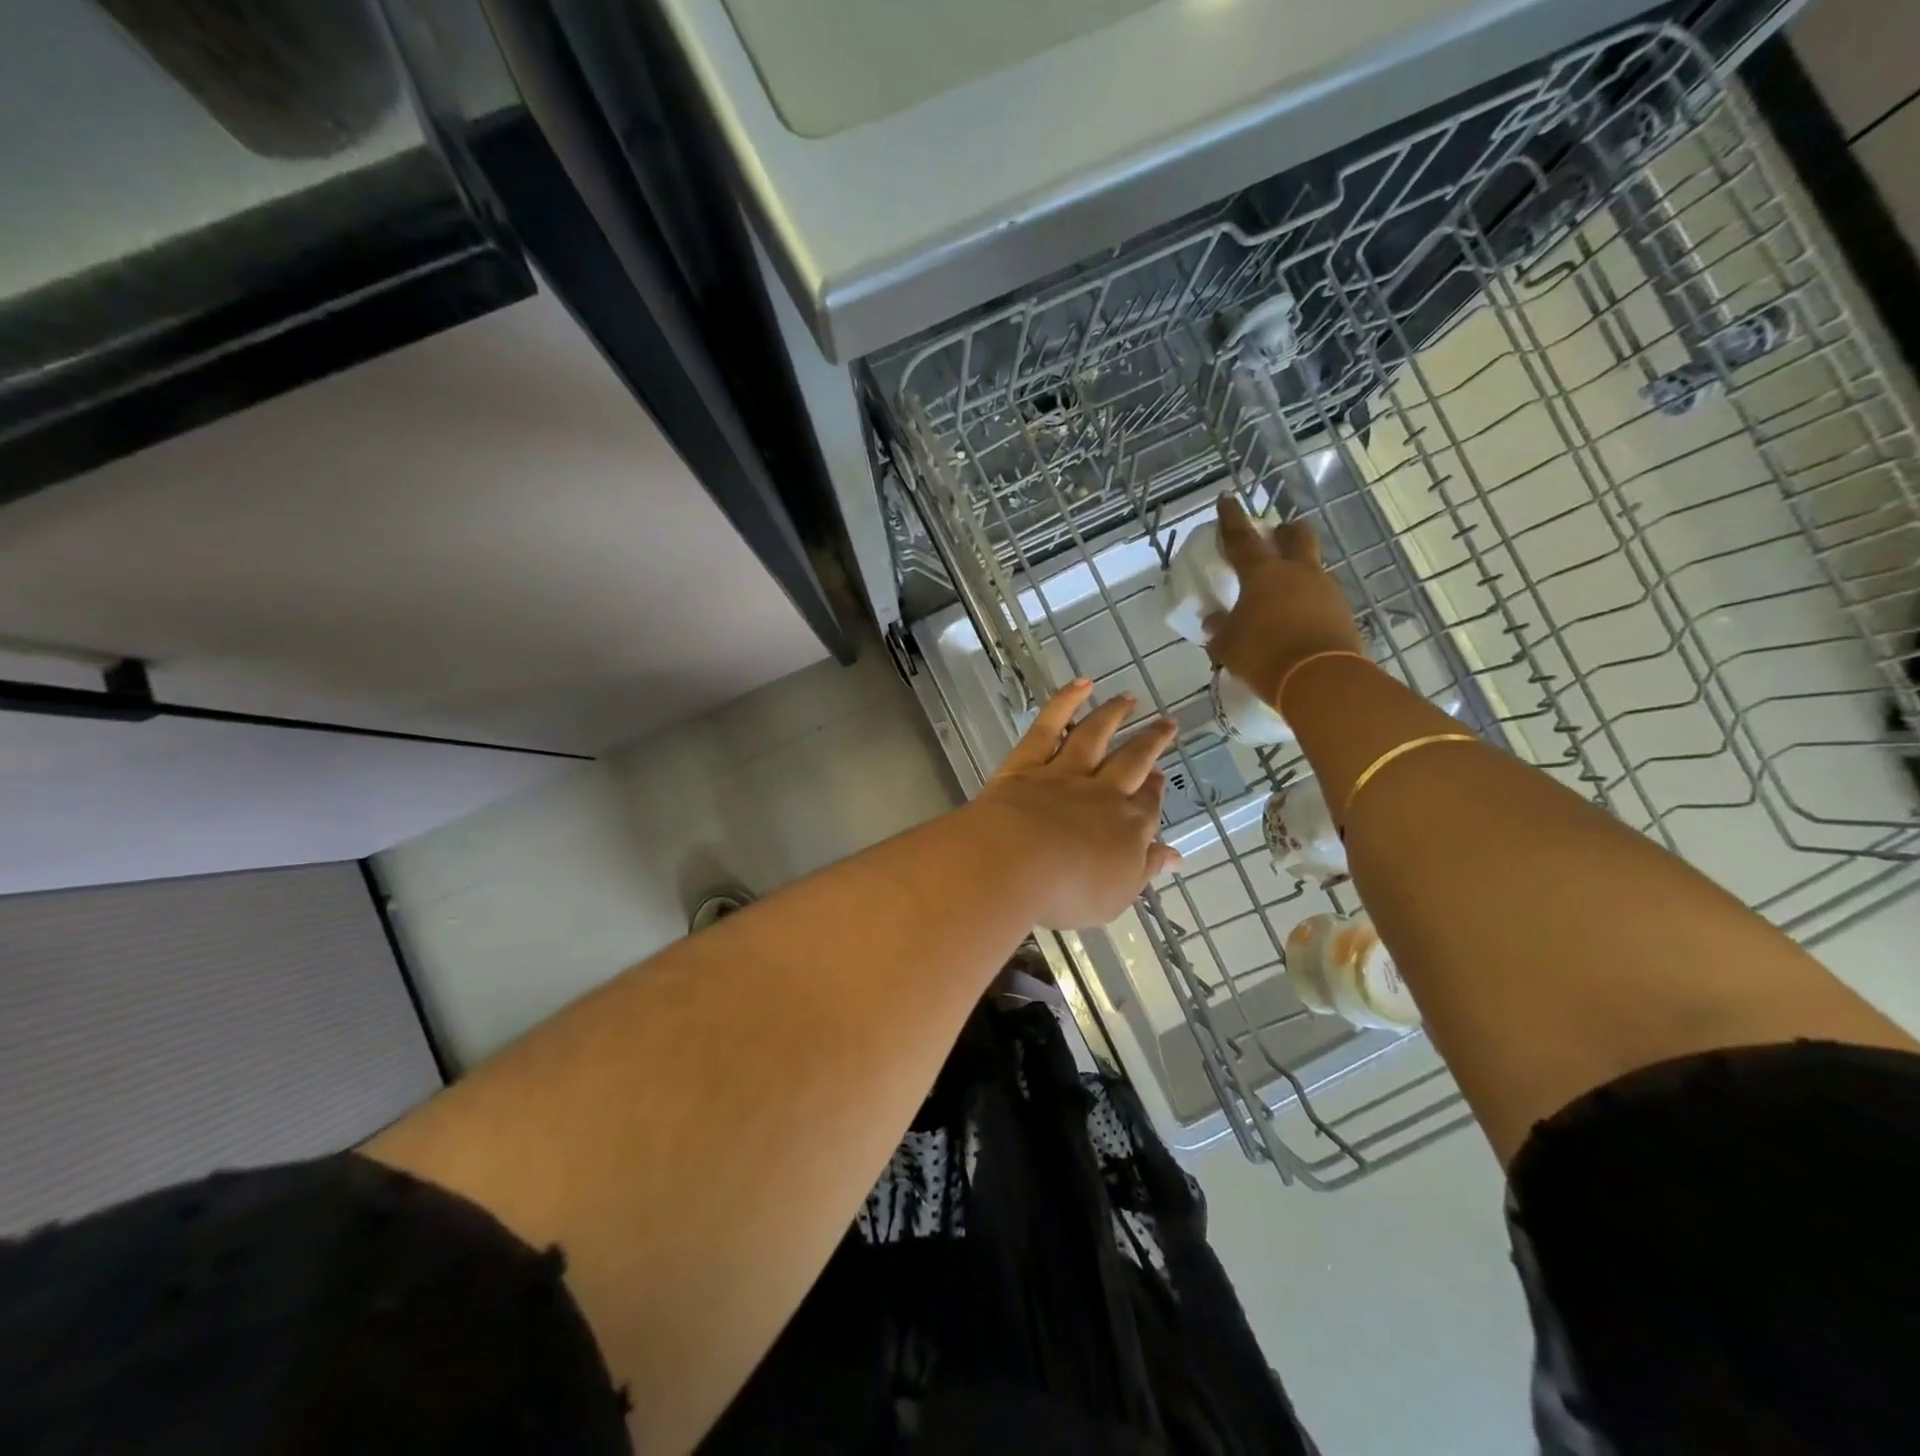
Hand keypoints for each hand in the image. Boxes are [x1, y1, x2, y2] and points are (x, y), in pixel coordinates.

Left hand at [966, 681, 1180, 929]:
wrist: (1015, 863)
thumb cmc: (1068, 892)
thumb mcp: (1116, 895)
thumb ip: (1144, 870)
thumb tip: (1174, 856)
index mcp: (1128, 828)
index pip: (1148, 805)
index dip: (1157, 790)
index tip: (1162, 776)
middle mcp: (1103, 793)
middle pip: (1133, 761)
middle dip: (1151, 742)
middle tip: (1167, 723)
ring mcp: (1065, 773)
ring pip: (1096, 735)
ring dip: (1114, 714)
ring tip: (1129, 698)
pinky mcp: (1028, 762)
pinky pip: (1050, 725)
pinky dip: (1066, 701)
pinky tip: (1081, 684)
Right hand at [1206, 494, 1365, 704]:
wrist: (1320, 680)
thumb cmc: (1263, 655)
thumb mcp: (1228, 646)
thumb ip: (1220, 629)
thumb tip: (1214, 622)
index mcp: (1263, 574)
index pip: (1242, 538)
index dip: (1231, 518)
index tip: (1227, 498)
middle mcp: (1298, 572)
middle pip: (1297, 534)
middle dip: (1285, 531)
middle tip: (1275, 537)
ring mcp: (1326, 590)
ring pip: (1313, 566)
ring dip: (1299, 571)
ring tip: (1283, 594)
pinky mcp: (1343, 612)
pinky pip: (1322, 597)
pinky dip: (1309, 602)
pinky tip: (1298, 620)